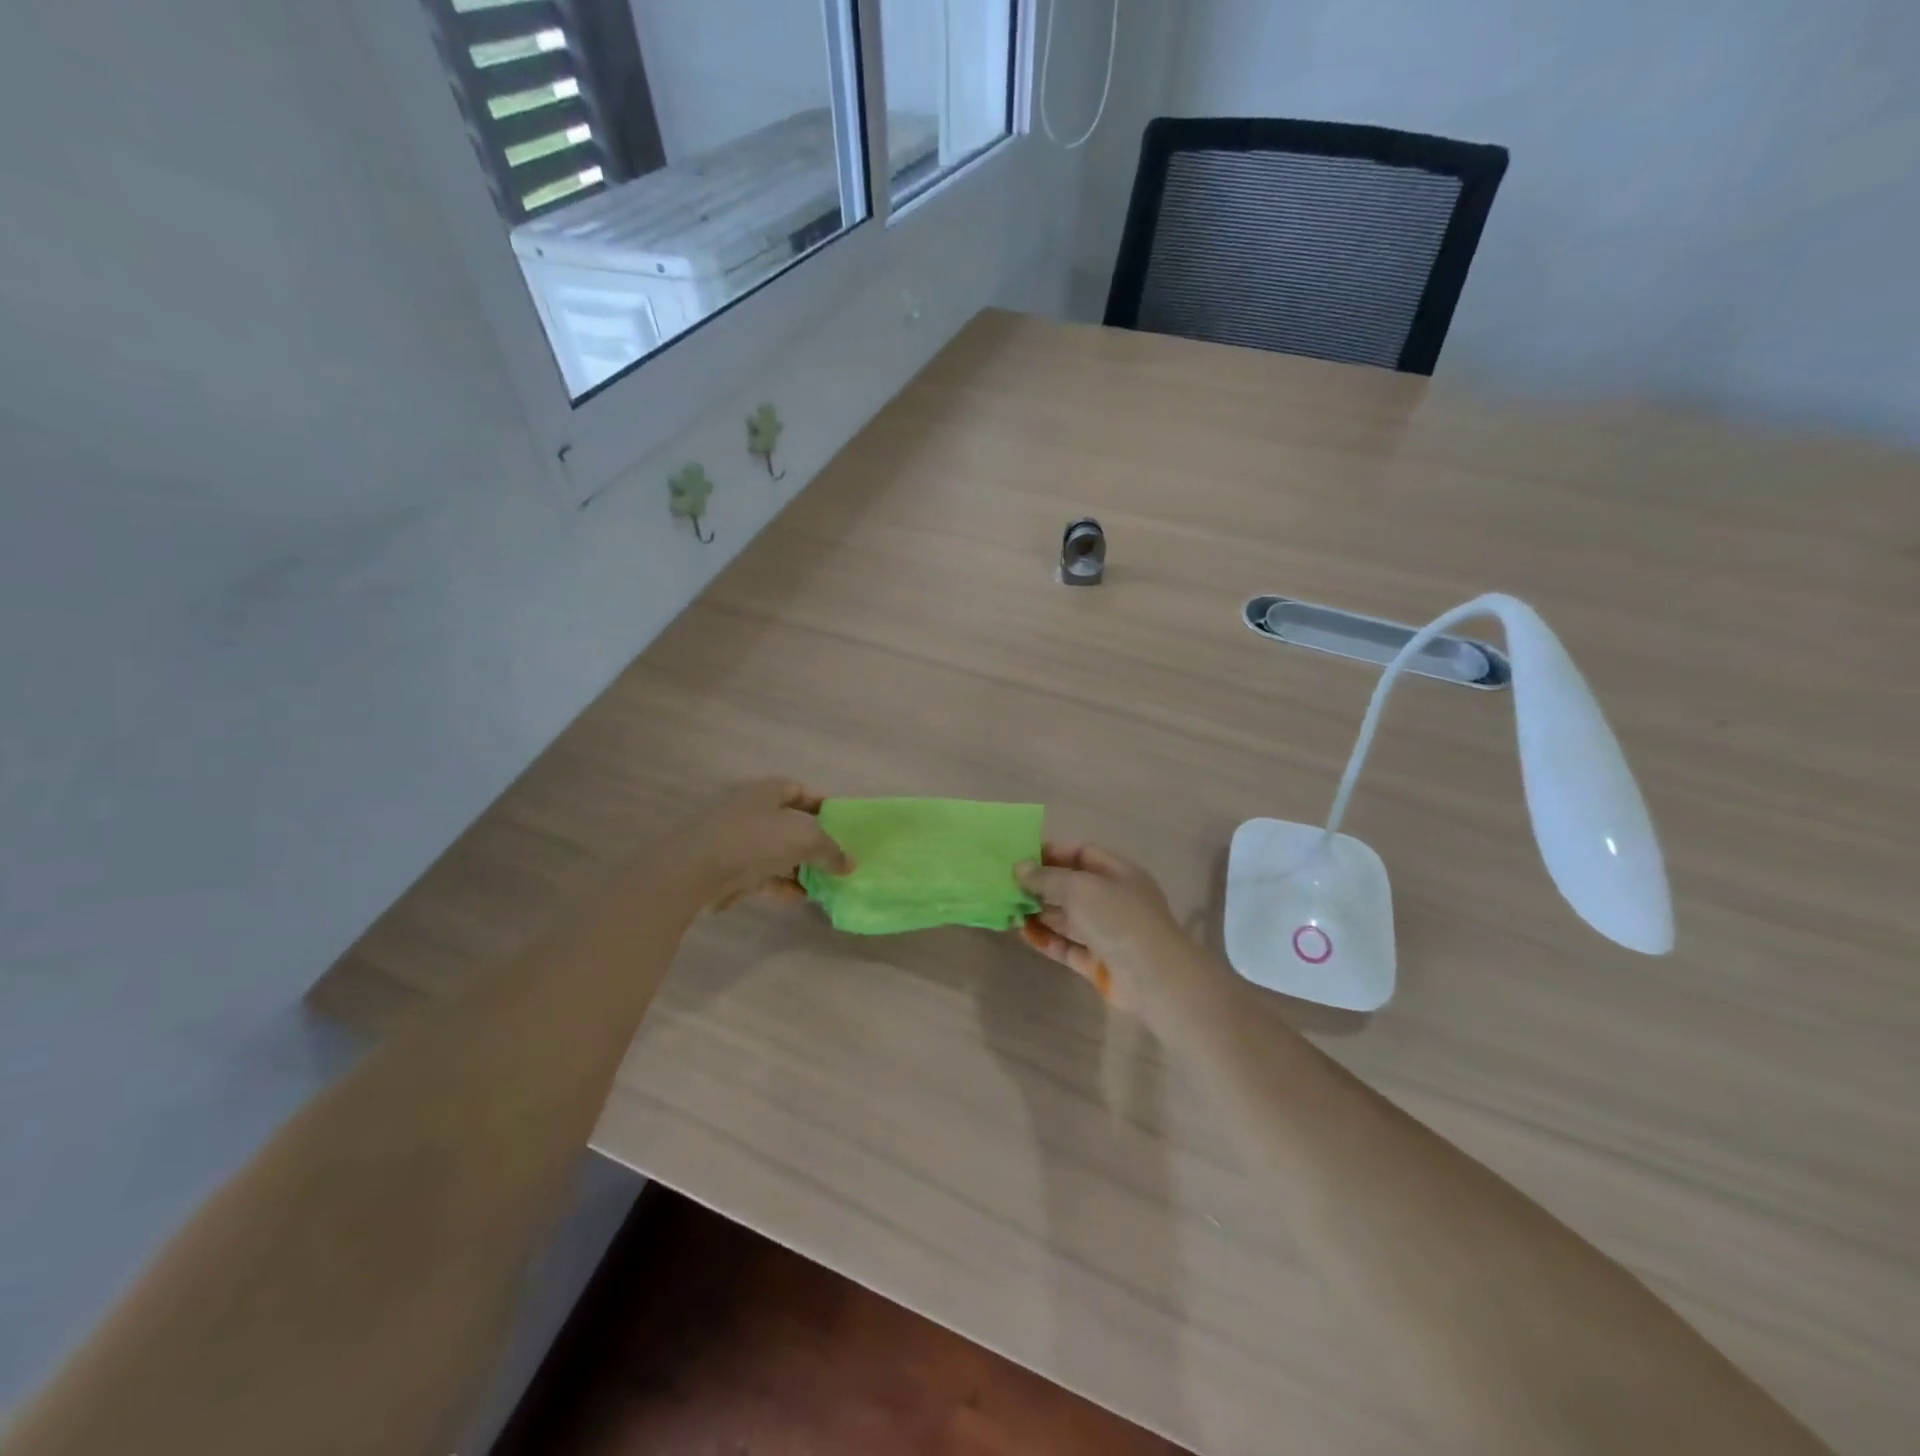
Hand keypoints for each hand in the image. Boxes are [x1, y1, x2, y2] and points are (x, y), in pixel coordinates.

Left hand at [668, 779, 852, 910]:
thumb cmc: (756, 839)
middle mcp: (751, 811)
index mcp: (767, 792)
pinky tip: (799, 898)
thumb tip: (849, 864)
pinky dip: (781, 885)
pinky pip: (761, 875)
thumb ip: (830, 850)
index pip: (800, 790)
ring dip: (799, 867)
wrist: (697, 869)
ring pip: (776, 852)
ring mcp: (737, 840)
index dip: (822, 805)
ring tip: (823, 883)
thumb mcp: (805, 838)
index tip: (842, 824)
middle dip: (813, 842)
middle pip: (789, 824)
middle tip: (836, 858)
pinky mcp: (728, 869)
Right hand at [1014, 842, 1183, 1006]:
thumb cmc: (1118, 919)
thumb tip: (1019, 868)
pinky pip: (1067, 946)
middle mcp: (1114, 900)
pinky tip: (1023, 933)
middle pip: (1072, 887)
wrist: (1152, 978)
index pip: (1082, 854)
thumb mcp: (1080, 888)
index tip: (1020, 857)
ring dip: (1040, 913)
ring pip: (1068, 918)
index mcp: (1119, 874)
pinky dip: (1047, 939)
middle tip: (1007, 885)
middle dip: (1041, 885)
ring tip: (1008, 908)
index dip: (1052, 853)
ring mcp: (1107, 933)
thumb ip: (1047, 877)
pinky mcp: (1098, 962)